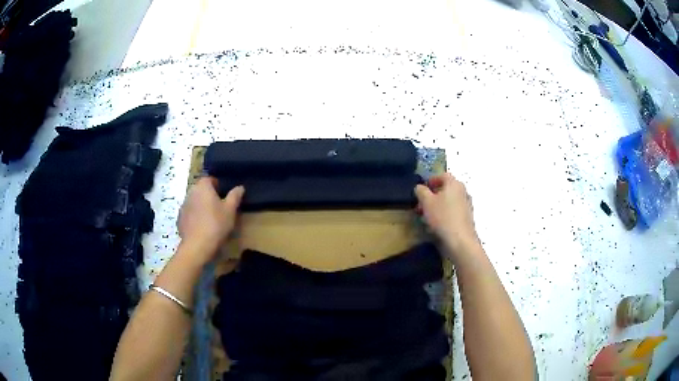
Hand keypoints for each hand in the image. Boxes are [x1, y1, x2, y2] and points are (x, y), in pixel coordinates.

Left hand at [177, 177, 243, 263]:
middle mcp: (191, 192)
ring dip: (201, 206)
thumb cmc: (216, 224)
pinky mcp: (180, 219)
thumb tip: (240, 187)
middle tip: (219, 207)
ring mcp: (183, 206)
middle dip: (209, 195)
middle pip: (201, 190)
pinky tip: (202, 228)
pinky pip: (189, 213)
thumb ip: (235, 196)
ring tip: (211, 218)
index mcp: (203, 186)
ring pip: (194, 201)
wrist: (197, 246)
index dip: (217, 185)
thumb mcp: (230, 210)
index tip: (224, 194)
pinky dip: (195, 217)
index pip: (209, 179)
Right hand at [415, 173, 479, 255]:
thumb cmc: (443, 217)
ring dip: (437, 206)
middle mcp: (463, 191)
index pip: (443, 175)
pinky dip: (444, 214)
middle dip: (432, 195)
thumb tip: (420, 187)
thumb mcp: (426, 202)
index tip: (422, 188)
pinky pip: (453, 212)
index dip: (431, 180)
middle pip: (446, 189)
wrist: (460, 240)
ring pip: (449, 201)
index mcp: (454, 184)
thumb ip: (421, 191)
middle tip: (421, 204)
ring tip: (426, 216)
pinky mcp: (467, 218)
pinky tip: (436, 225)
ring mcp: (467, 205)